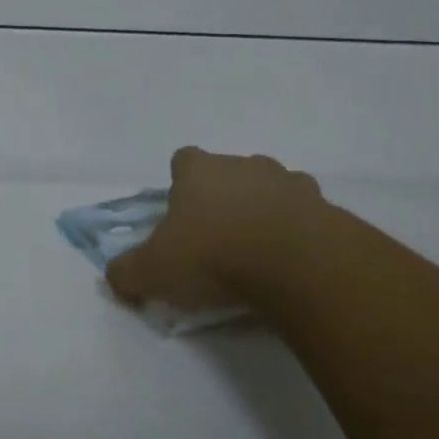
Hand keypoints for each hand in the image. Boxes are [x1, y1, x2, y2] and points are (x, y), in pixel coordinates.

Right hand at [105, 147, 333, 311]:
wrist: (296, 264)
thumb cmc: (215, 256)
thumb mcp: (155, 271)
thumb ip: (127, 272)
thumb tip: (114, 277)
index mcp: (198, 170)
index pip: (183, 161)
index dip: (181, 185)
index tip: (182, 216)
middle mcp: (242, 164)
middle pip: (228, 173)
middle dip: (224, 198)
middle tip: (220, 239)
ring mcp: (287, 180)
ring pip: (270, 189)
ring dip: (264, 211)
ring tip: (261, 252)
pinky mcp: (324, 205)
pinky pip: (306, 214)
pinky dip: (299, 230)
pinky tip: (294, 262)